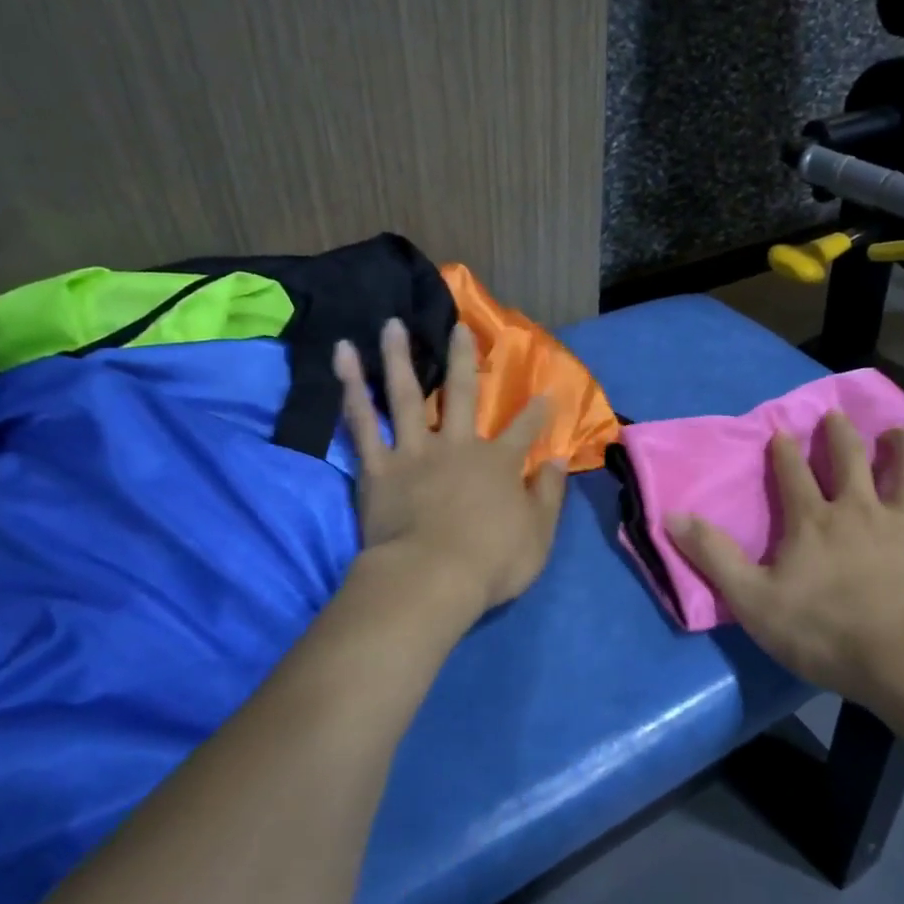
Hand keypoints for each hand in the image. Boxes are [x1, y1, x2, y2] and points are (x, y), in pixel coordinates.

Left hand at [333, 317, 567, 617]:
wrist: (431, 578)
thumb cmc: (491, 562)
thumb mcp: (538, 534)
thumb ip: (549, 495)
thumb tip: (559, 461)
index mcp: (498, 463)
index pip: (523, 430)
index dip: (537, 412)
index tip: (546, 392)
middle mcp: (457, 446)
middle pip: (462, 394)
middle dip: (464, 359)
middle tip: (459, 328)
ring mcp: (415, 452)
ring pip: (407, 396)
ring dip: (399, 358)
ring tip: (392, 325)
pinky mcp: (378, 467)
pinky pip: (362, 422)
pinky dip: (352, 388)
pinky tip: (344, 357)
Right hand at [666, 413, 903, 713]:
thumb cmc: (823, 633)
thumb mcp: (752, 600)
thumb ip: (713, 555)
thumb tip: (671, 515)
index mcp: (813, 520)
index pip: (791, 472)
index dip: (783, 450)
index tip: (780, 430)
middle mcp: (860, 509)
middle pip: (850, 458)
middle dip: (840, 434)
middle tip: (836, 416)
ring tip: (901, 431)